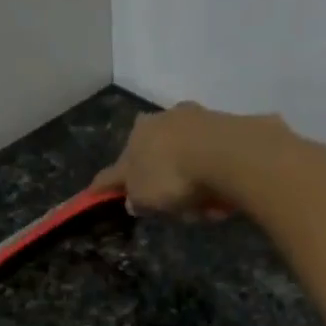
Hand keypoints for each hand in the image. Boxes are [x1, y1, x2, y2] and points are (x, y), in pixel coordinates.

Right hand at [92, 103, 277, 217]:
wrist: (227, 154)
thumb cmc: (173, 176)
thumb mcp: (145, 196)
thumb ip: (135, 198)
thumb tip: (133, 199)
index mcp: (137, 134)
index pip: (117, 165)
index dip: (108, 183)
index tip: (97, 192)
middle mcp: (165, 119)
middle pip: (157, 156)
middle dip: (161, 179)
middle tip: (171, 205)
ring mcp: (198, 119)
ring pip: (188, 158)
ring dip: (192, 181)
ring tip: (203, 207)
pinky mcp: (228, 127)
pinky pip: (215, 161)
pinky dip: (214, 178)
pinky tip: (222, 197)